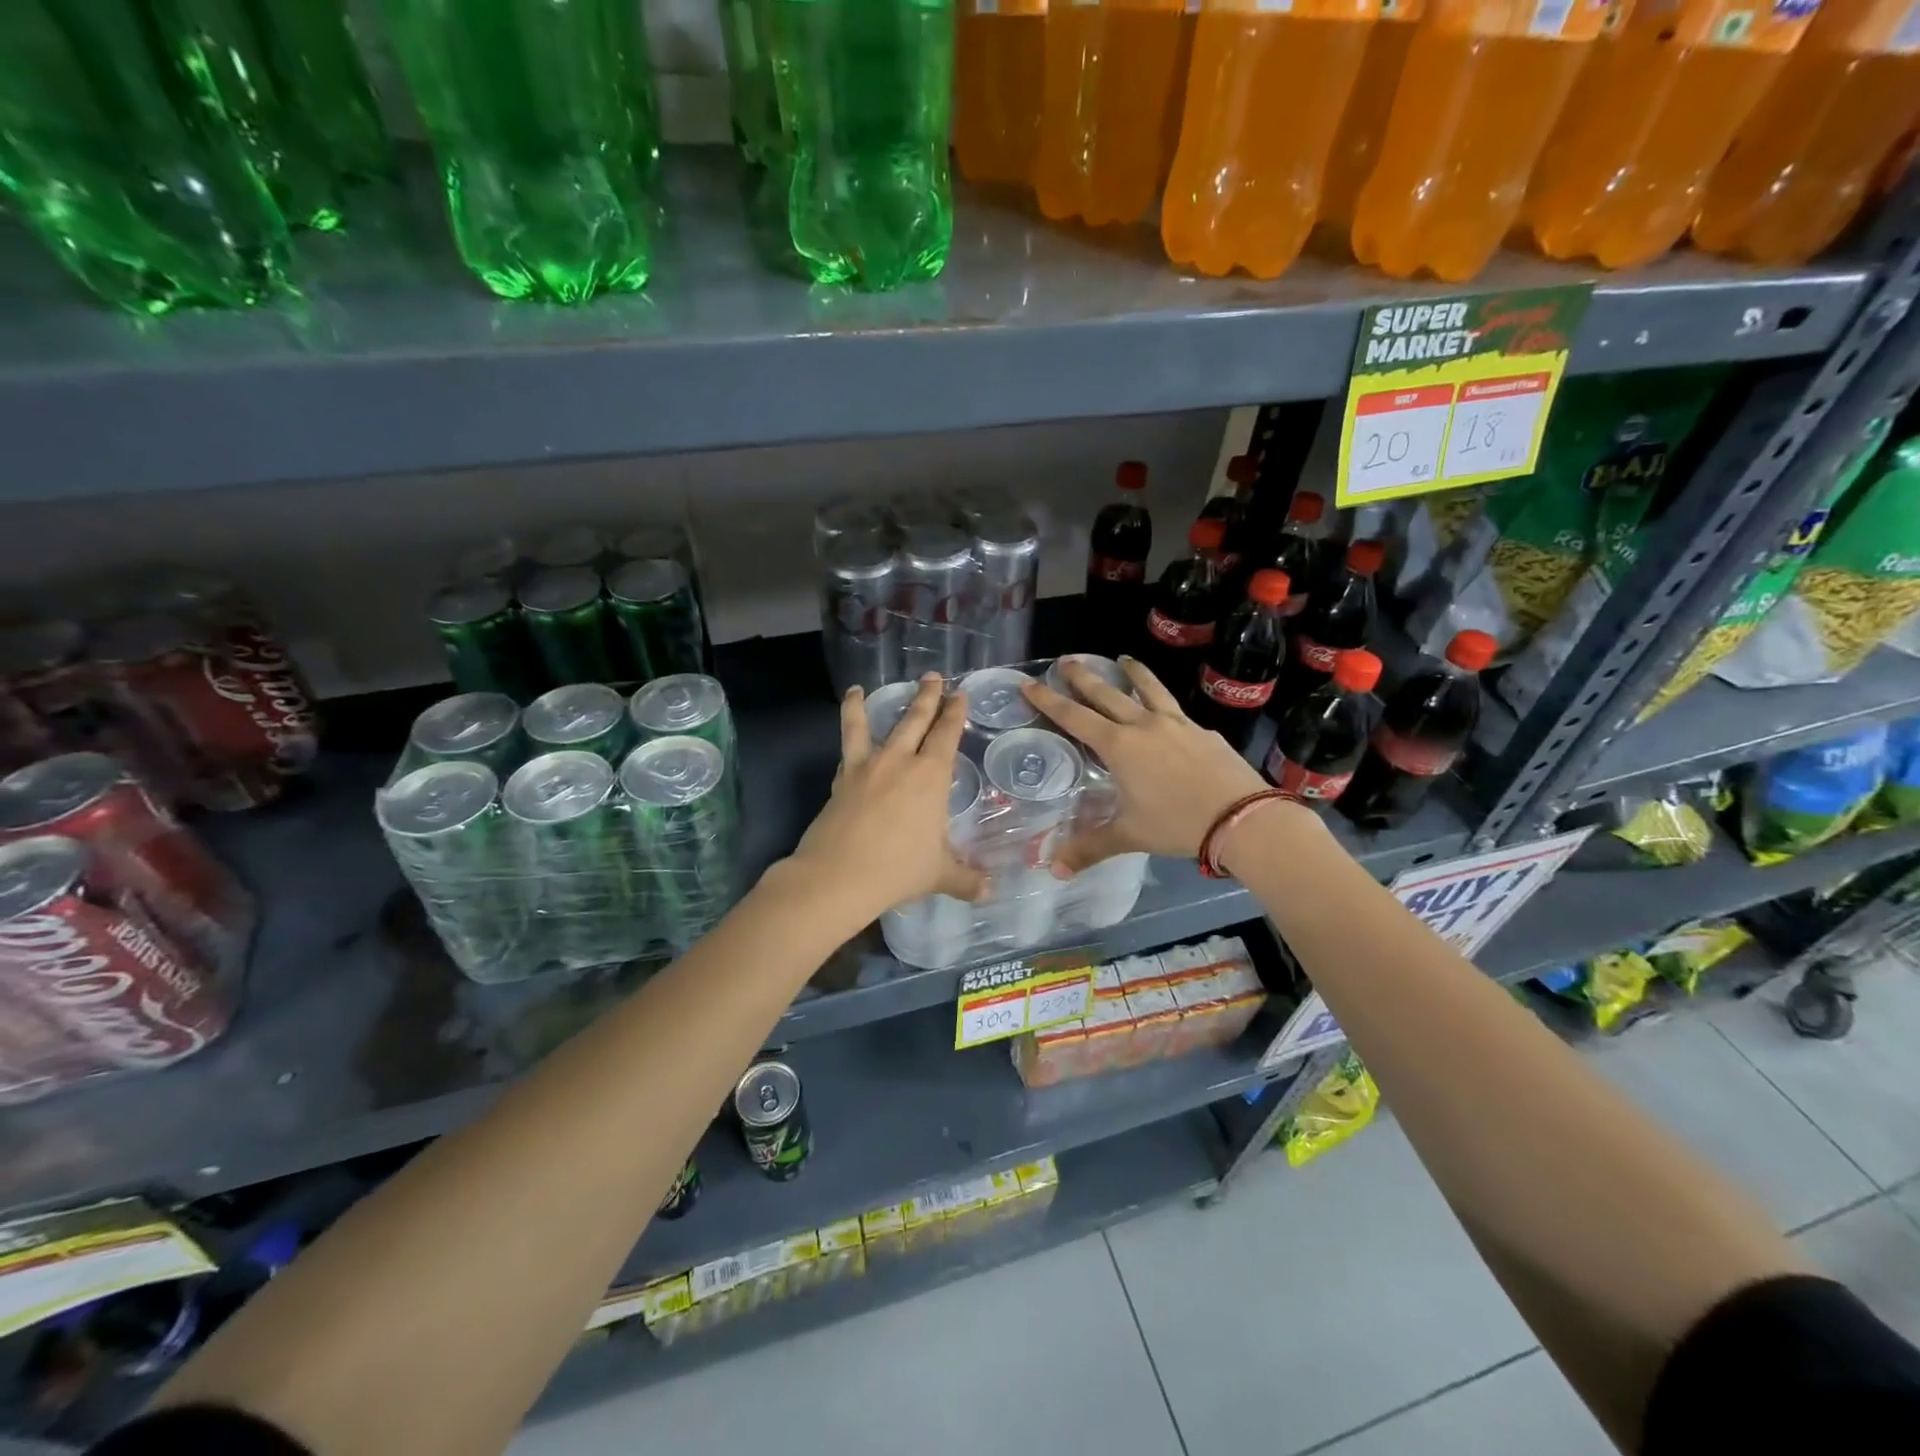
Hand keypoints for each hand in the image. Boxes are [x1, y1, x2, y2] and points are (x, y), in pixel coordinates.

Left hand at [787, 674, 986, 919]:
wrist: (839, 875)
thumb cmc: (898, 870)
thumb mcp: (939, 876)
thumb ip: (965, 880)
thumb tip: (989, 892)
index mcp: (930, 776)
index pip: (947, 735)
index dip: (955, 713)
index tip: (960, 694)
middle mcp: (900, 761)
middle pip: (915, 720)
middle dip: (927, 697)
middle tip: (933, 677)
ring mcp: (867, 766)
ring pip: (872, 725)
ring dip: (868, 704)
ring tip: (861, 688)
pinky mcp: (842, 777)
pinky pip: (846, 746)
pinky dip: (845, 730)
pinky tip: (845, 728)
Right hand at [1022, 657, 1281, 872]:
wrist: (1243, 817)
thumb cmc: (1178, 823)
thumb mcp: (1130, 835)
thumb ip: (1091, 848)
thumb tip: (1056, 871)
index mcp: (1119, 746)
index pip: (1074, 717)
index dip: (1049, 700)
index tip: (1030, 683)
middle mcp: (1144, 726)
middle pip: (1107, 693)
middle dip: (1082, 677)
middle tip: (1066, 661)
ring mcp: (1177, 724)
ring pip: (1149, 689)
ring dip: (1132, 673)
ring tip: (1123, 659)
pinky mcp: (1203, 731)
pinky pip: (1176, 709)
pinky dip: (1163, 702)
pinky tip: (1166, 711)